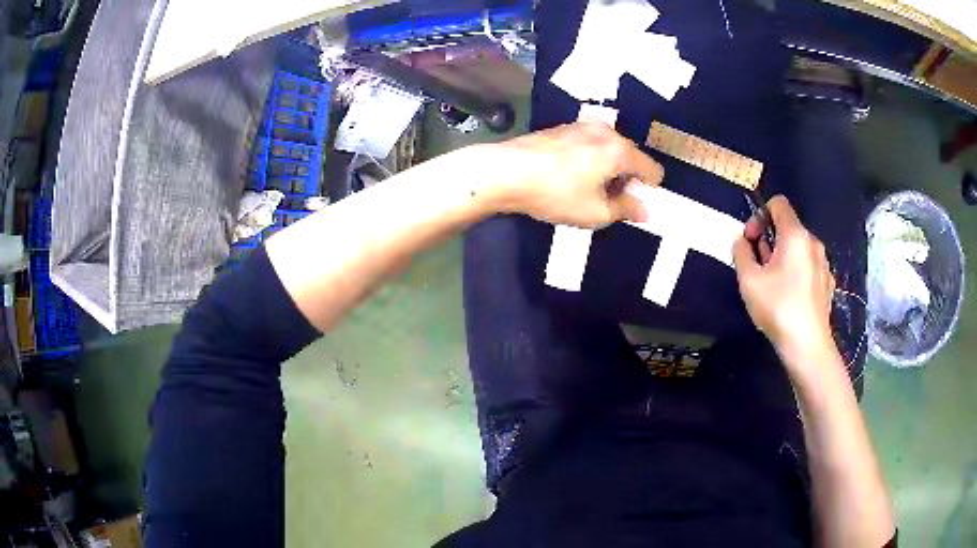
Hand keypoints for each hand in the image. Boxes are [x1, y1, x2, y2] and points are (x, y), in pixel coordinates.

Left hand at [482, 122, 663, 227]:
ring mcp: (581, 126)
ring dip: (607, 170)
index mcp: (620, 150)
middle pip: (630, 157)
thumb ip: (625, 210)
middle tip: (608, 202)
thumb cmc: (555, 193)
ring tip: (586, 191)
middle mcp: (605, 131)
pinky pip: (589, 145)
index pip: (652, 169)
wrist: (505, 171)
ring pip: (608, 150)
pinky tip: (568, 177)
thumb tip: (644, 210)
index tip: (635, 205)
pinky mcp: (562, 128)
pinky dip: (589, 160)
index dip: (649, 190)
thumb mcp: (595, 212)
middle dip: (626, 179)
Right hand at [732, 196, 836, 362]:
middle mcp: (813, 243)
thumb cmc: (778, 307)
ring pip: (799, 248)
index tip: (751, 240)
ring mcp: (823, 263)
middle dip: (769, 239)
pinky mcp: (827, 283)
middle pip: (788, 227)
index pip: (778, 204)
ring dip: (782, 256)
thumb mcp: (749, 280)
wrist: (807, 345)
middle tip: (757, 265)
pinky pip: (808, 266)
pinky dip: (796, 271)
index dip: (760, 215)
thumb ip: (741, 253)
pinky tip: (789, 296)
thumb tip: (741, 241)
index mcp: (795, 235)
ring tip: (771, 283)